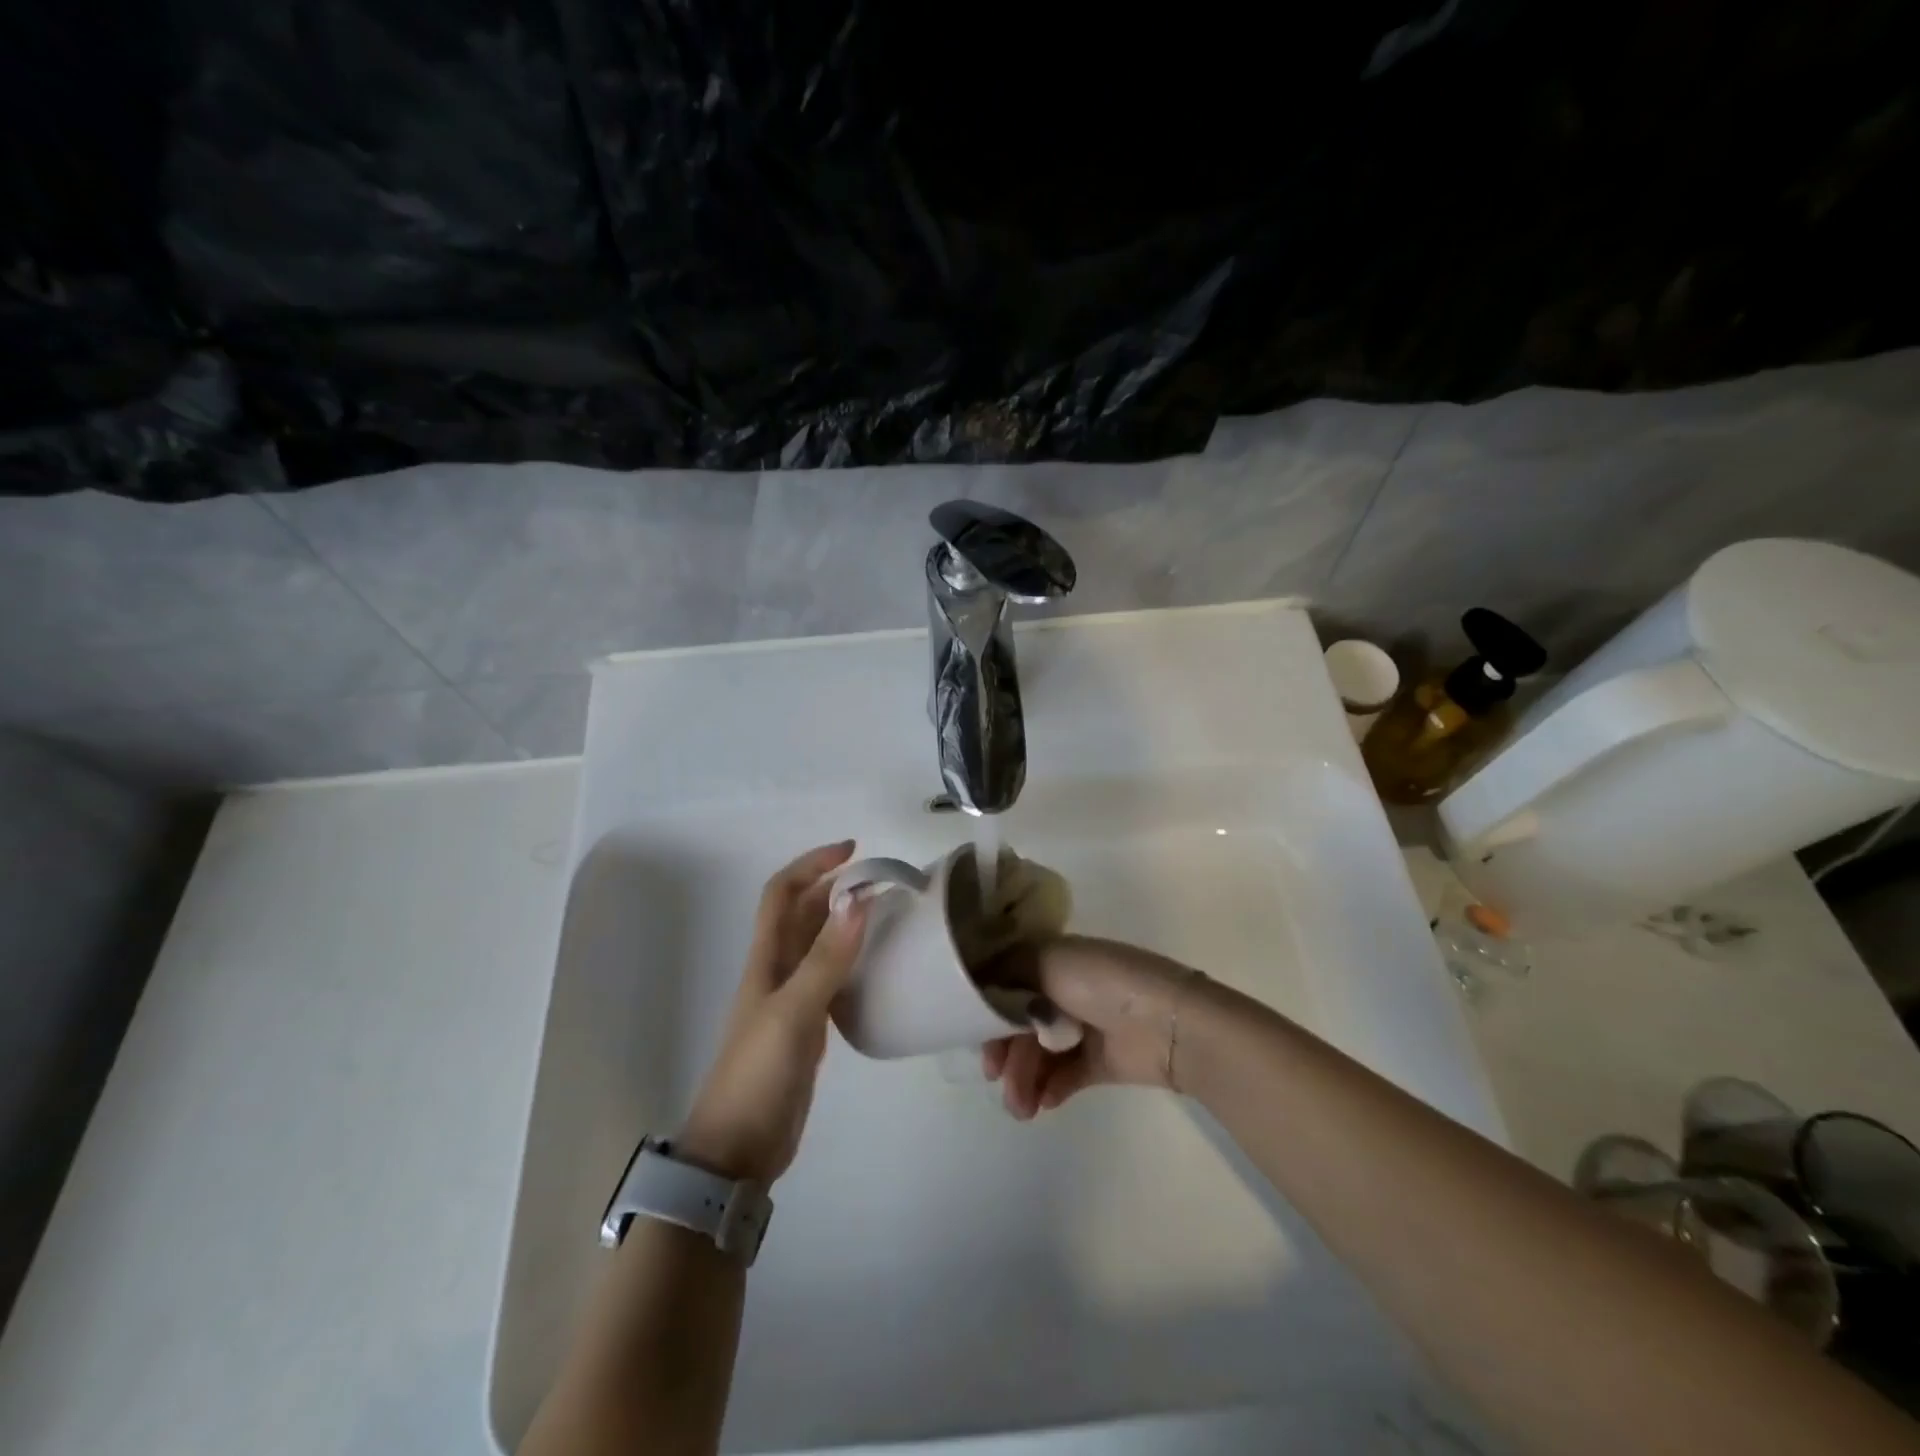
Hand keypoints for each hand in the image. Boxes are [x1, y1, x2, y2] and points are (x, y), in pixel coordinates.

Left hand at [678, 841, 868, 1183]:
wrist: (739, 1148)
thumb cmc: (759, 1073)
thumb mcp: (794, 1012)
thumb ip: (826, 959)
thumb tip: (859, 899)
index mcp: (766, 959)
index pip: (782, 893)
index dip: (811, 865)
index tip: (852, 850)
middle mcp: (777, 970)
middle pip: (803, 914)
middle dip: (836, 888)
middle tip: (883, 881)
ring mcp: (792, 999)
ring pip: (819, 945)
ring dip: (846, 922)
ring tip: (888, 913)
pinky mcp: (808, 1026)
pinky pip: (832, 978)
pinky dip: (853, 960)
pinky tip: (879, 966)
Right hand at [981, 935, 1203, 1119]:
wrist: (1165, 1022)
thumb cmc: (1102, 983)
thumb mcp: (1047, 961)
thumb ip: (1006, 972)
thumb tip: (980, 988)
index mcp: (1051, 961)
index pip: (1005, 985)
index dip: (986, 1010)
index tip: (974, 1036)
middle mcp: (1062, 990)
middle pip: (1017, 1024)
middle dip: (1004, 1053)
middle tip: (996, 1078)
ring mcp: (1081, 1027)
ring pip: (1038, 1054)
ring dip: (1023, 1079)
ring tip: (1022, 1107)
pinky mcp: (1099, 1061)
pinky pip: (1064, 1075)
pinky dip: (1050, 1087)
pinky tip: (1044, 1102)